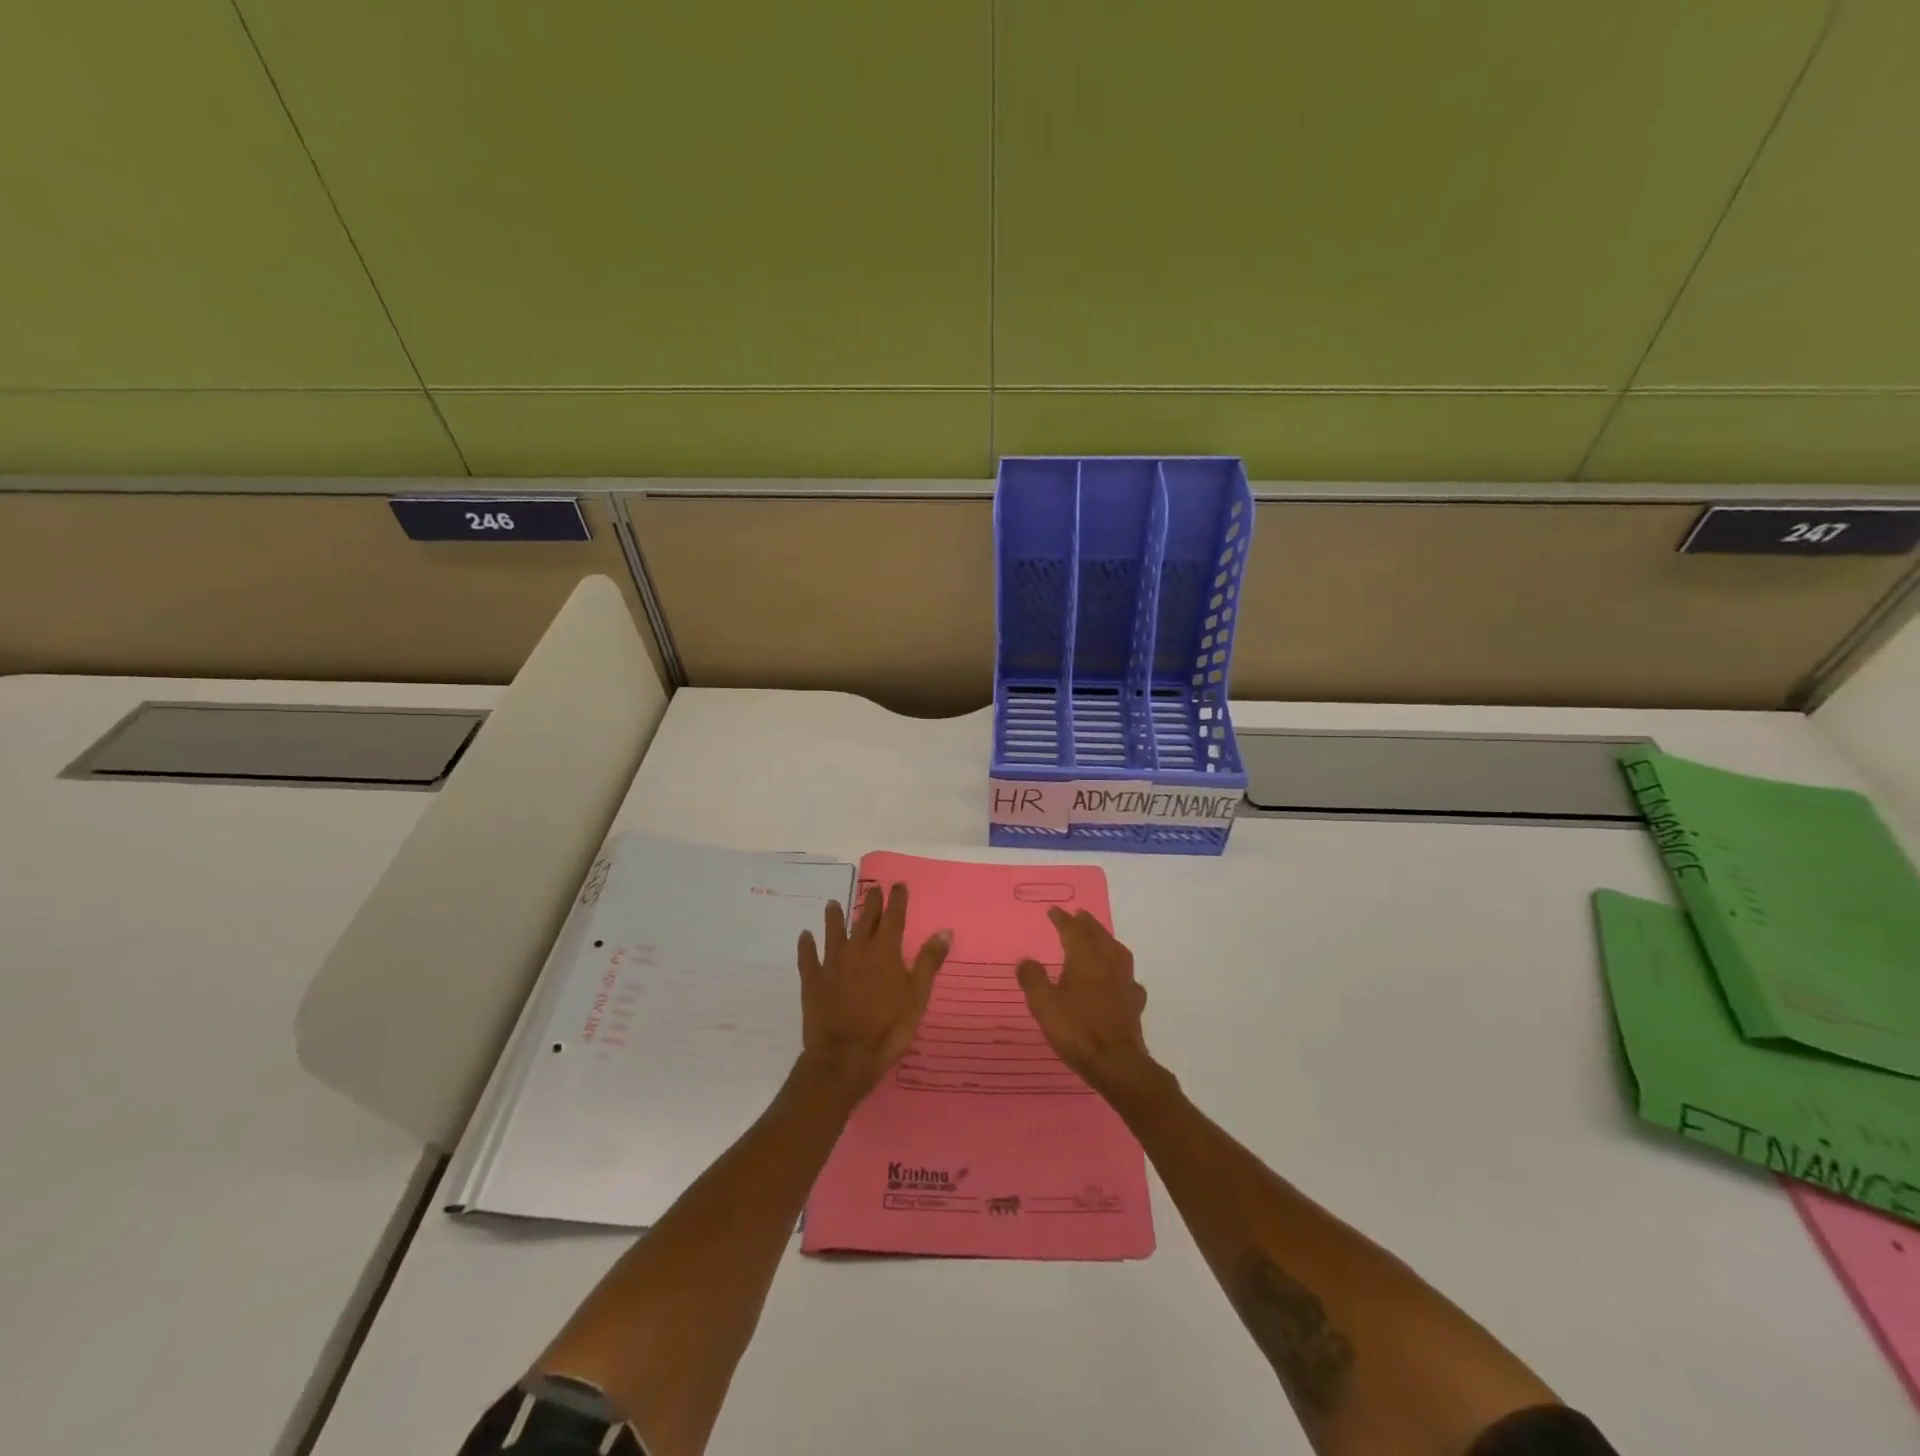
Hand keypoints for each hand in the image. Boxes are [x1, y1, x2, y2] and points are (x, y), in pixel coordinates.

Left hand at [797, 883, 950, 1100]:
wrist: (845, 1056)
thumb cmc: (888, 1028)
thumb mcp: (917, 996)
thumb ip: (929, 961)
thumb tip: (944, 930)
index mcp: (885, 951)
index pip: (894, 917)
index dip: (897, 900)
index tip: (898, 884)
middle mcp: (858, 949)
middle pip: (864, 919)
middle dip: (871, 903)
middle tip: (873, 889)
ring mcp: (832, 964)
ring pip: (834, 933)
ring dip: (835, 917)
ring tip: (833, 904)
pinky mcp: (812, 981)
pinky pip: (808, 958)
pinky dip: (806, 945)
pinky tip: (804, 936)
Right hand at [1017, 908, 1161, 1102]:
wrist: (1115, 1062)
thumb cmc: (1076, 1029)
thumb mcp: (1044, 1004)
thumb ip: (1033, 979)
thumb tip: (1026, 960)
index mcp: (1085, 958)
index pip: (1073, 931)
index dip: (1063, 920)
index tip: (1054, 911)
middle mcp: (1108, 963)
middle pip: (1098, 936)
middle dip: (1087, 924)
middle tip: (1079, 915)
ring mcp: (1125, 982)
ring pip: (1118, 952)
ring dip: (1107, 940)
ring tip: (1100, 938)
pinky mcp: (1134, 1003)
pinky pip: (1128, 978)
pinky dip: (1121, 971)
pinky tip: (1118, 978)